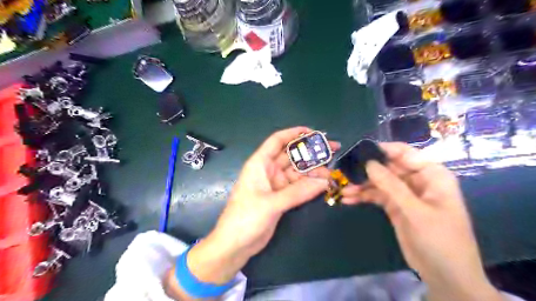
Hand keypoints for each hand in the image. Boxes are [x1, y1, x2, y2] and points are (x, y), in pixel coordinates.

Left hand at [163, 128, 338, 300]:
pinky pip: (298, 186)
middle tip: (333, 150)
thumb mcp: (271, 203)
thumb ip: (298, 192)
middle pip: (291, 156)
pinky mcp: (280, 198)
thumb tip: (325, 181)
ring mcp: (275, 185)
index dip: (294, 133)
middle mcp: (268, 171)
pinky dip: (309, 185)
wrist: (235, 245)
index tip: (314, 132)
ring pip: (297, 172)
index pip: (277, 141)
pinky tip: (323, 185)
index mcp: (260, 164)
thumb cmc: (246, 218)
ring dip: (313, 172)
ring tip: (332, 174)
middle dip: (310, 153)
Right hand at [341, 143, 504, 300]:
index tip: (359, 151)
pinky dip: (363, 197)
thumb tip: (368, 163)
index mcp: (431, 175)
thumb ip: (391, 185)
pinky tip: (348, 200)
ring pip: (379, 182)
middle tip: (345, 172)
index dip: (382, 150)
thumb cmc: (440, 240)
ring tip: (343, 189)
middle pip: (388, 167)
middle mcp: (417, 180)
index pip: (405, 153)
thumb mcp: (415, 211)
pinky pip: (376, 196)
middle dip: (367, 170)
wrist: (445, 276)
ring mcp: (404, 194)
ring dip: (361, 185)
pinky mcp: (395, 206)